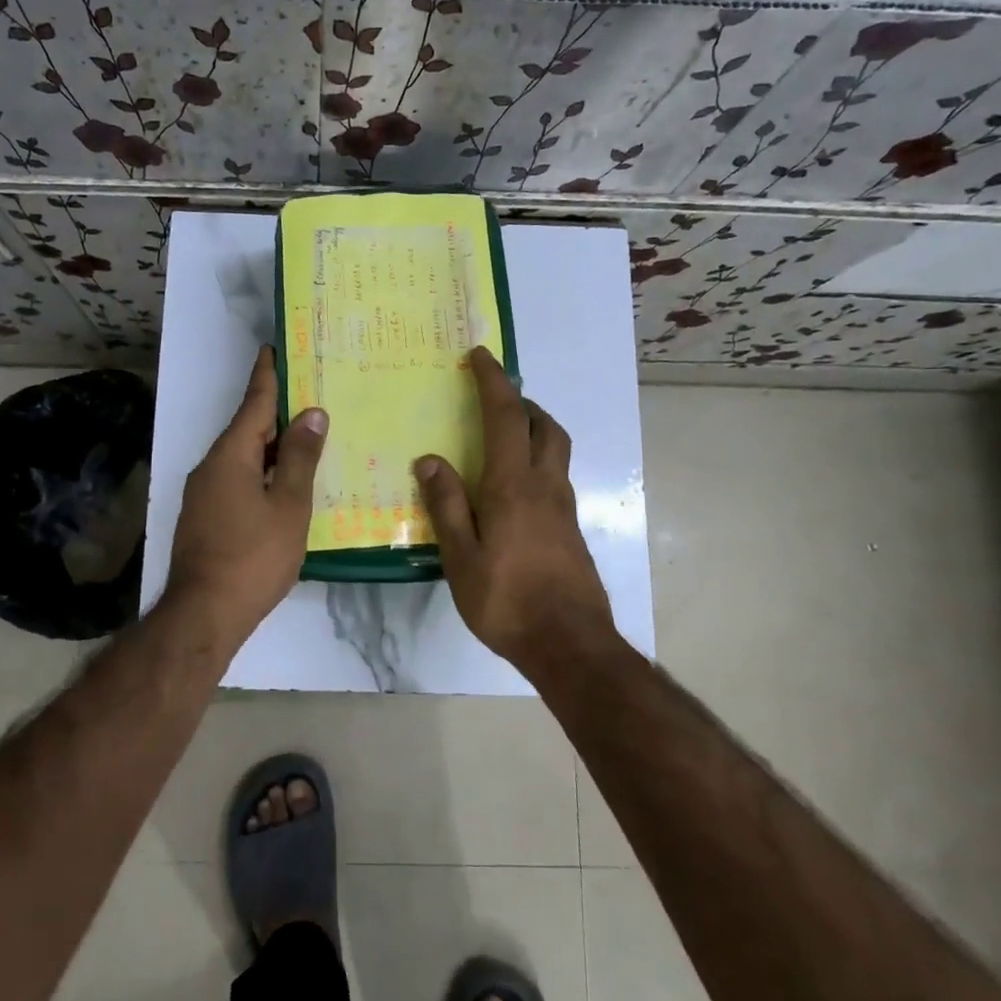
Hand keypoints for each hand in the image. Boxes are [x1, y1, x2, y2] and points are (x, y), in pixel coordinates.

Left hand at [164, 347, 327, 645]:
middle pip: (247, 430)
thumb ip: (300, 458)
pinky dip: (260, 472)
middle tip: (307, 395)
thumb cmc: (253, 556)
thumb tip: (311, 414)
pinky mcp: (204, 517)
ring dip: (270, 446)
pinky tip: (282, 485)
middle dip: (275, 412)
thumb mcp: (288, 505)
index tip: (273, 349)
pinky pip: (236, 480)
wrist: (204, 613)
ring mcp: (203, 494)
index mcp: (231, 455)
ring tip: (303, 438)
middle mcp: (210, 466)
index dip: (266, 376)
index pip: (254, 404)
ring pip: (242, 457)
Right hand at [416, 346, 615, 670]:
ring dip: (534, 428)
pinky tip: (514, 489)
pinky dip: (537, 460)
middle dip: (522, 401)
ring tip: (503, 436)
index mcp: (513, 485)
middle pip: (545, 426)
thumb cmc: (507, 600)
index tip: (480, 356)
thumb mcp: (461, 556)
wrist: (570, 644)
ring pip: (556, 450)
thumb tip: (430, 459)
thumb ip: (447, 505)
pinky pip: (555, 476)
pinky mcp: (570, 529)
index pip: (506, 417)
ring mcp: (563, 507)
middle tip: (495, 398)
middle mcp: (545, 486)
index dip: (493, 381)